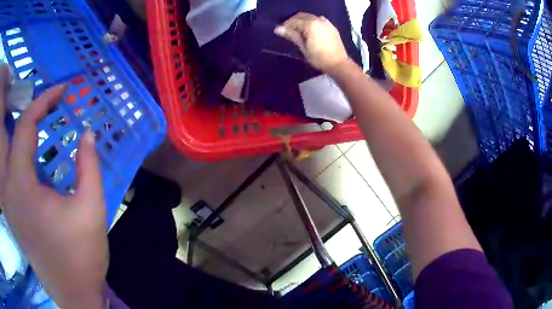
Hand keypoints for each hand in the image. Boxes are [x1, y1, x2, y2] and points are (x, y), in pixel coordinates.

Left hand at [0, 71, 107, 308]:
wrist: (73, 295)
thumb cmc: (81, 256)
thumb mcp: (91, 209)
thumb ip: (89, 166)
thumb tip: (88, 132)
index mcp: (21, 184)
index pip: (26, 125)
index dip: (44, 100)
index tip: (63, 90)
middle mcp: (9, 188)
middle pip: (14, 133)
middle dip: (32, 112)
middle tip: (52, 104)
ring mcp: (9, 201)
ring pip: (10, 151)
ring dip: (25, 131)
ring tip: (43, 122)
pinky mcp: (12, 211)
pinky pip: (11, 170)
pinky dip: (21, 153)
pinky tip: (33, 155)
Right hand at [274, 12, 348, 72]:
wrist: (338, 63)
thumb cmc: (319, 58)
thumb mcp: (303, 47)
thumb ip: (292, 35)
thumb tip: (278, 29)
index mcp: (310, 24)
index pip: (294, 21)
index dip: (285, 25)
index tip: (280, 31)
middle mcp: (318, 20)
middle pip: (302, 16)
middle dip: (293, 21)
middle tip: (288, 31)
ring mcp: (326, 23)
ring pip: (310, 17)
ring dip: (302, 21)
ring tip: (298, 31)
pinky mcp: (331, 27)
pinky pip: (319, 20)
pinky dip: (312, 22)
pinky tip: (310, 30)